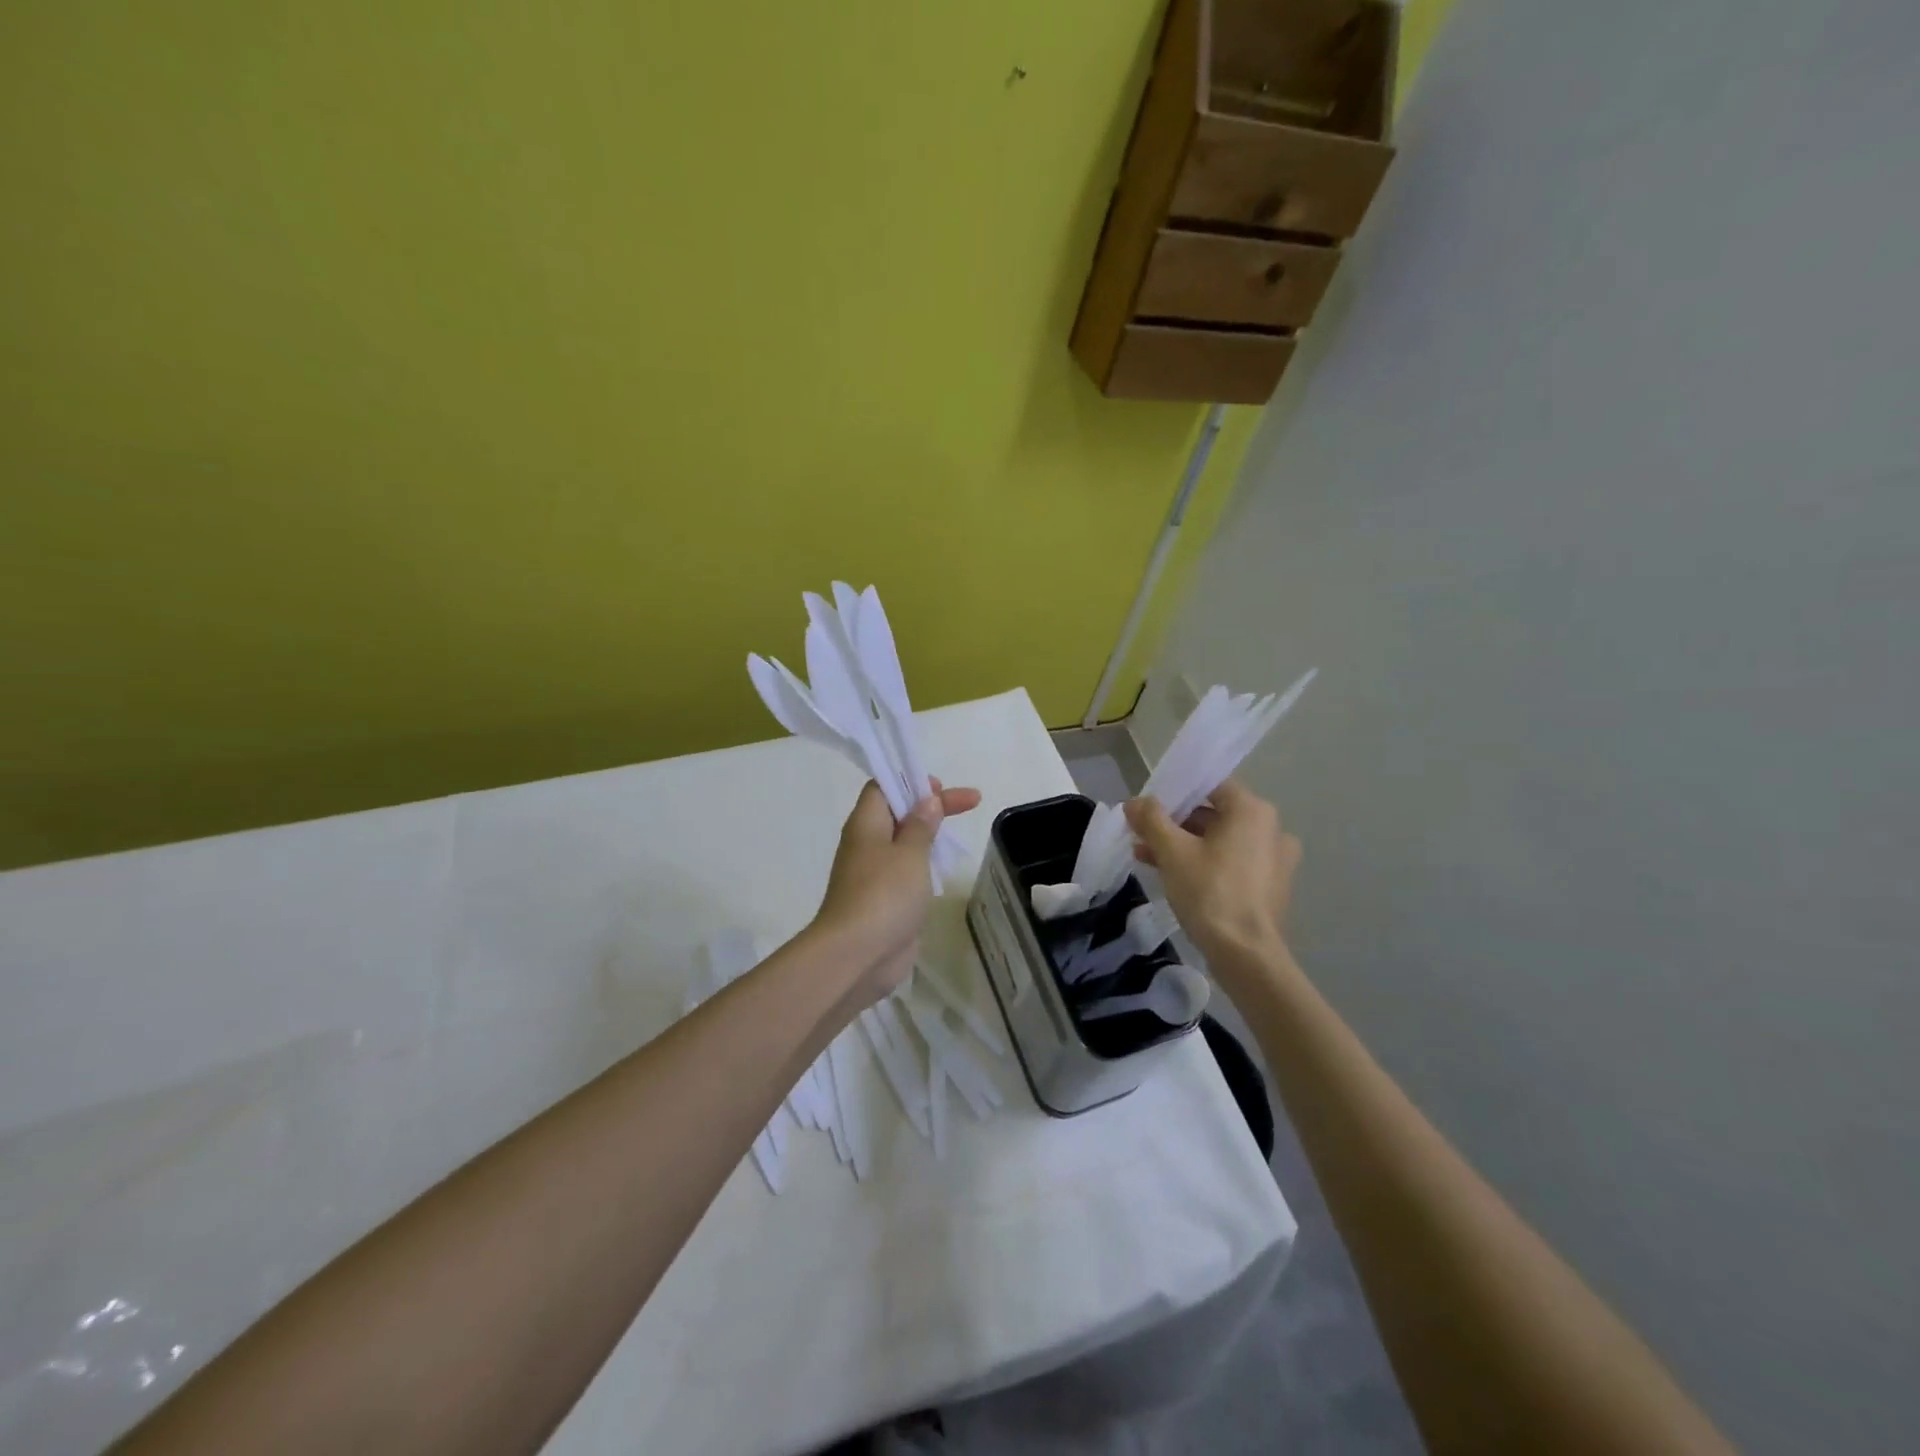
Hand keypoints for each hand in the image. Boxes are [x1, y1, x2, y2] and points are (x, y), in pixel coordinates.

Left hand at [812, 779, 981, 1003]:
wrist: (857, 956)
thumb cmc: (884, 895)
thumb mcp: (910, 853)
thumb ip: (921, 825)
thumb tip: (926, 800)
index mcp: (866, 824)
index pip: (882, 787)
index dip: (911, 781)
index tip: (941, 787)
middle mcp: (866, 845)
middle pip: (897, 813)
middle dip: (931, 807)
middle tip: (969, 803)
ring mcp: (873, 875)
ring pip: (902, 844)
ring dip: (928, 837)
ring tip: (957, 838)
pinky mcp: (883, 902)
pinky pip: (905, 873)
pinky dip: (924, 866)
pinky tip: (943, 872)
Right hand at [1124, 780, 1300, 964]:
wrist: (1246, 954)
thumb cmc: (1209, 892)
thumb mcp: (1172, 852)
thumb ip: (1151, 819)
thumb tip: (1135, 802)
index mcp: (1252, 811)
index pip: (1210, 786)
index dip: (1175, 794)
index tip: (1148, 809)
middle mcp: (1270, 828)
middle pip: (1213, 814)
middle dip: (1174, 824)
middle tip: (1142, 836)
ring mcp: (1275, 859)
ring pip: (1220, 841)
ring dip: (1185, 845)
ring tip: (1148, 858)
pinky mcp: (1270, 885)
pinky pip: (1232, 862)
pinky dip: (1205, 863)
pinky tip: (1174, 877)